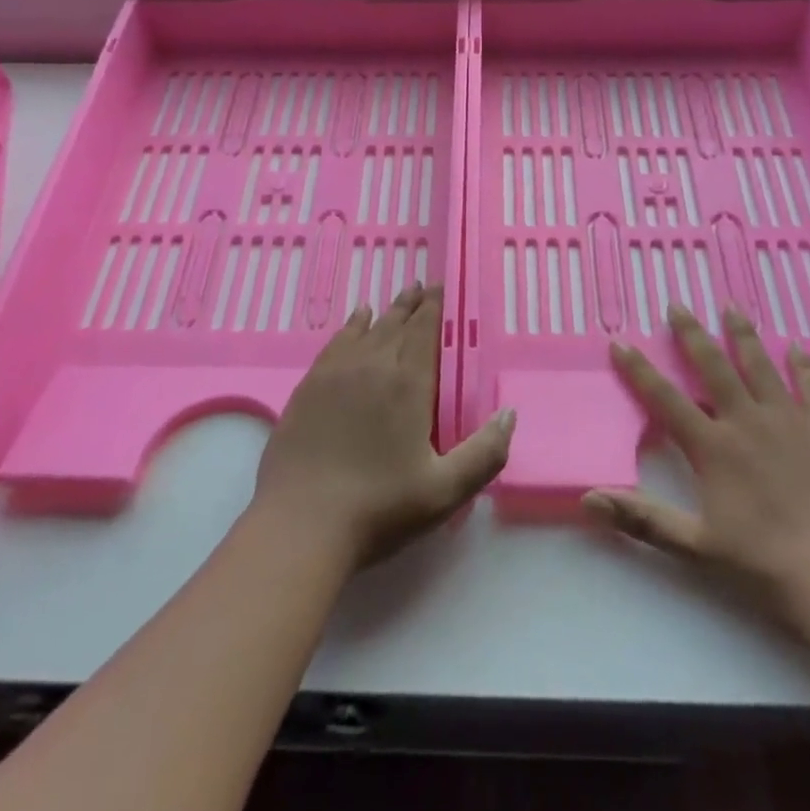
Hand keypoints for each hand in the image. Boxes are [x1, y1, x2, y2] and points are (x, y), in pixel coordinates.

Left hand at [253, 284, 514, 570]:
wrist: (300, 524)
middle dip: (412, 304)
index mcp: (408, 385)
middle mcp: (373, 366)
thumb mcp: (445, 491)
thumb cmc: (379, 508)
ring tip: (396, 298)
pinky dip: (351, 326)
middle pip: (396, 324)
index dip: (433, 308)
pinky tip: (355, 320)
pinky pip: (336, 342)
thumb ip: (485, 453)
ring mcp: (336, 373)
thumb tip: (509, 413)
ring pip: (366, 329)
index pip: (424, 332)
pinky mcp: (308, 387)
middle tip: (421, 286)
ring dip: (385, 312)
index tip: (439, 288)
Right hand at [583, 304, 809, 637]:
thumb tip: (587, 499)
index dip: (639, 370)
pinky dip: (802, 364)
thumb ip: (643, 519)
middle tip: (677, 304)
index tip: (620, 341)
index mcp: (714, 448)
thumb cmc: (769, 566)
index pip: (665, 399)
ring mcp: (792, 421)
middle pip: (713, 367)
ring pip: (760, 365)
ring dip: (743, 334)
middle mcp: (748, 422)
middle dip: (692, 334)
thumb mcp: (697, 548)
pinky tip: (796, 347)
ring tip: (731, 306)